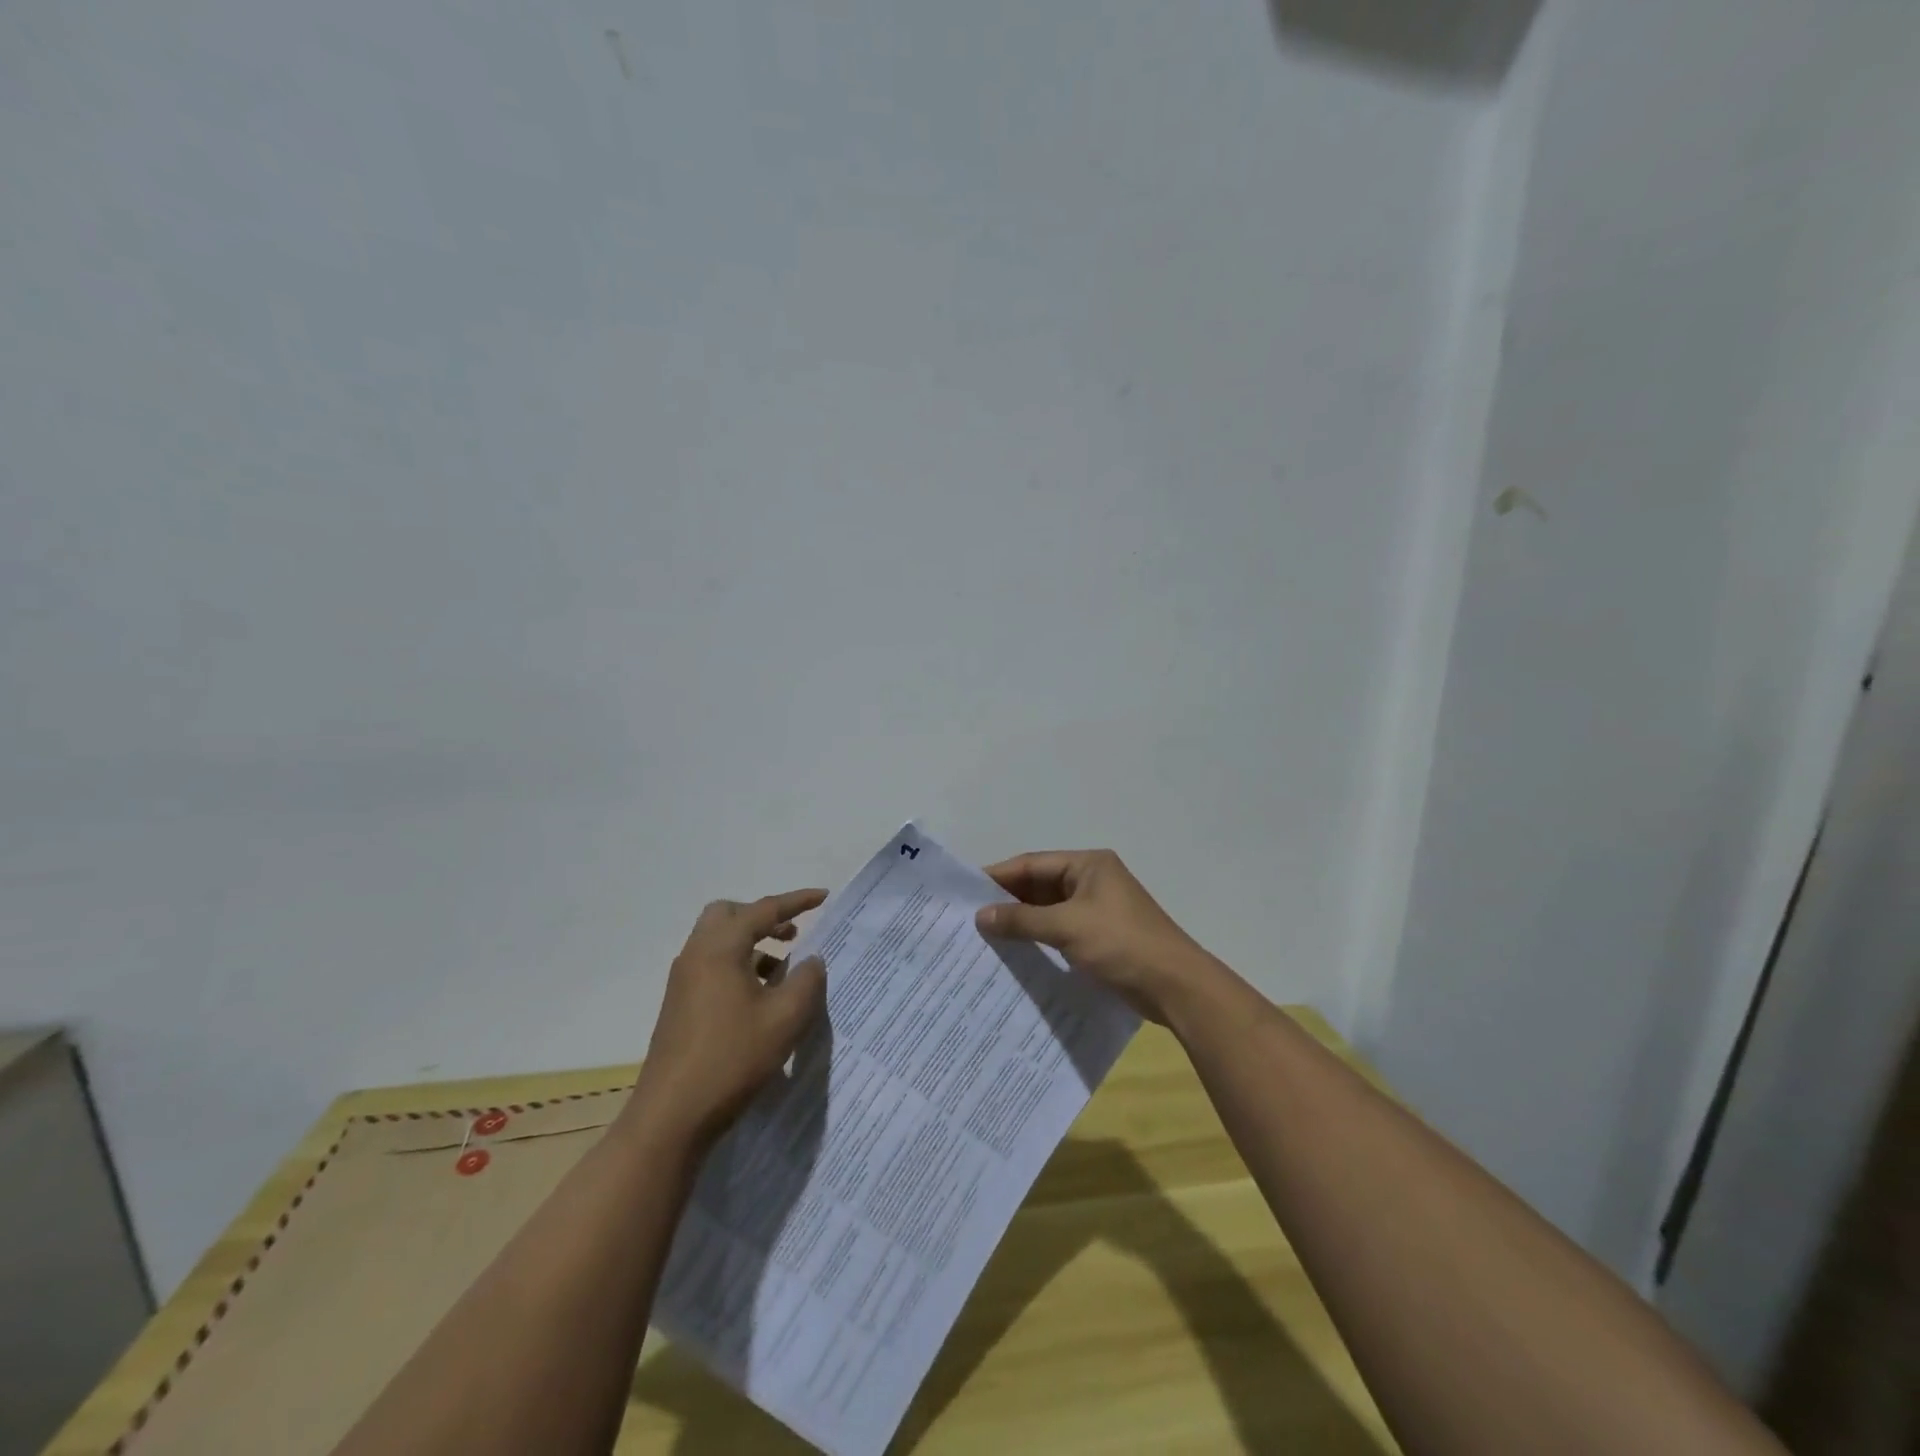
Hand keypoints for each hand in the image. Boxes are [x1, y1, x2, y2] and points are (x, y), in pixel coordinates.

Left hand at [631, 889, 828, 1148]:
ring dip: (752, 944)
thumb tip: (812, 960)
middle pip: (729, 915)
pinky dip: (739, 965)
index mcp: (720, 948)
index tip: (824, 897)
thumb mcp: (785, 1019)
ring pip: (719, 942)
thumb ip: (807, 981)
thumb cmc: (732, 1059)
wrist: (671, 1116)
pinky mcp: (679, 1005)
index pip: (763, 910)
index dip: (797, 901)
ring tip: (784, 972)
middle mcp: (696, 955)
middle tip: (793, 935)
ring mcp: (683, 981)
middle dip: (764, 917)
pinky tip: (760, 999)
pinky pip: (712, 966)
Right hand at [975, 849, 1222, 1024]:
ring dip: (1022, 921)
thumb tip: (981, 916)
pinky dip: (1039, 937)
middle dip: (1008, 901)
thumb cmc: (1121, 944)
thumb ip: (1022, 920)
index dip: (999, 876)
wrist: (1176, 986)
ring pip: (1049, 909)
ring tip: (985, 937)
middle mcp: (1092, 880)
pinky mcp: (1101, 936)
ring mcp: (1098, 909)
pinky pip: (1061, 929)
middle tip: (970, 918)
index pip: (1033, 864)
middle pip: (1040, 885)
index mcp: (1088, 865)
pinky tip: (1016, 953)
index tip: (966, 893)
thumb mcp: (1067, 928)